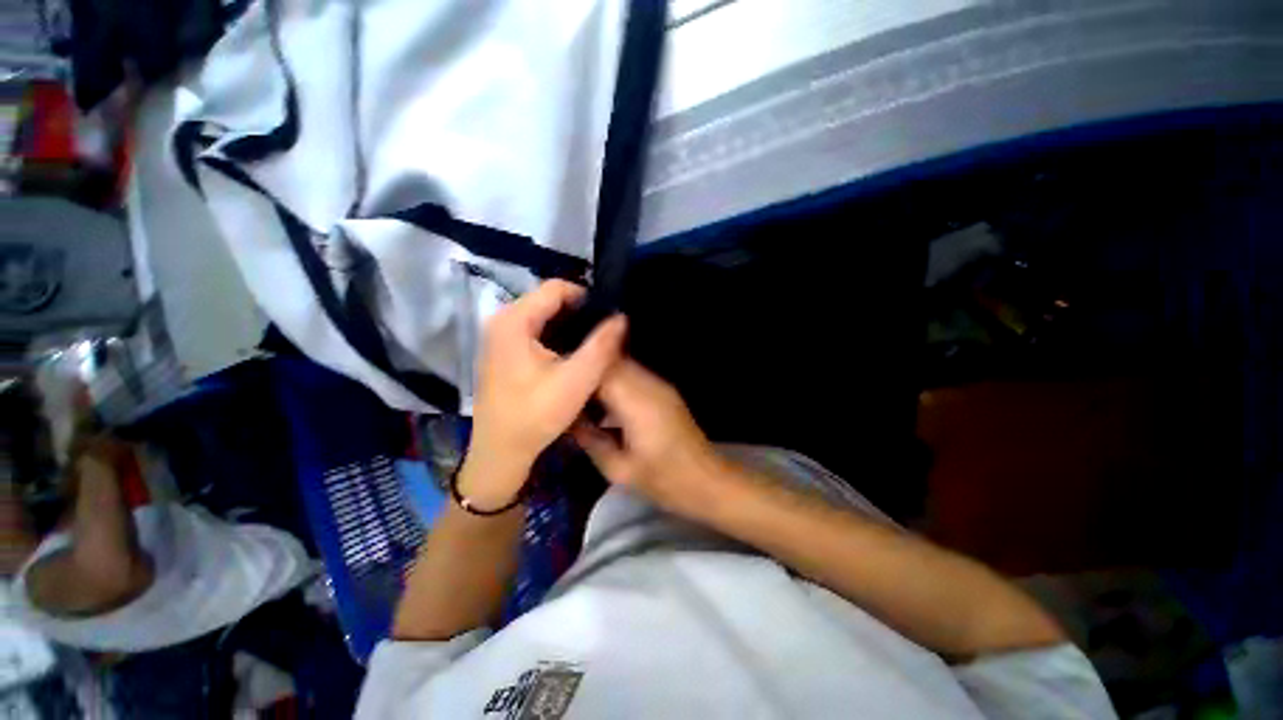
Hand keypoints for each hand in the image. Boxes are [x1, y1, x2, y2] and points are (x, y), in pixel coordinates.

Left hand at [464, 280, 626, 508]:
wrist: (500, 451)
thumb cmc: (536, 415)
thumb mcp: (577, 380)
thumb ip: (601, 346)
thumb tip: (620, 317)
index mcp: (514, 320)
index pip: (556, 288)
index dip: (586, 298)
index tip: (607, 318)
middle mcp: (502, 320)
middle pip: (548, 300)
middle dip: (578, 313)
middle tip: (603, 333)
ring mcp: (500, 335)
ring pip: (543, 315)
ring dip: (569, 325)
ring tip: (592, 343)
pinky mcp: (503, 350)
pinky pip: (535, 330)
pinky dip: (556, 336)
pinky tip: (571, 355)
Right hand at [572, 359, 722, 516]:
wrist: (708, 481)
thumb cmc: (664, 480)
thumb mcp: (619, 470)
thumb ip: (590, 440)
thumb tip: (567, 420)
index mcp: (636, 402)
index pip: (600, 369)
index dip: (576, 370)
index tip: (554, 379)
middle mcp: (649, 384)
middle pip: (611, 361)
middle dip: (585, 370)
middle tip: (562, 387)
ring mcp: (659, 385)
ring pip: (622, 366)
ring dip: (600, 375)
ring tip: (578, 394)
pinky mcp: (664, 391)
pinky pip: (633, 376)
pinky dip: (614, 382)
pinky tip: (603, 403)